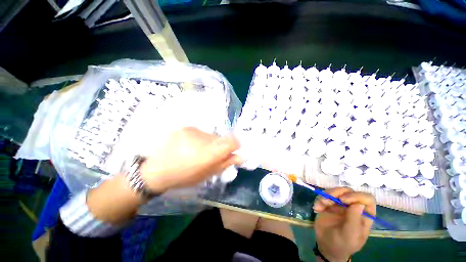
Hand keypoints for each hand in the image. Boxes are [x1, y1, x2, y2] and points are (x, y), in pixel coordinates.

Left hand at [140, 127, 241, 192]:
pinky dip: (199, 139)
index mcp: (208, 153)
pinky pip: (200, 132)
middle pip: (221, 138)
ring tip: (196, 151)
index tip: (232, 150)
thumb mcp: (207, 174)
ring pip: (210, 135)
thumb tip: (240, 156)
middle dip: (219, 146)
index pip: (231, 141)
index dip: (235, 144)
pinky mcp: (186, 127)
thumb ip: (225, 163)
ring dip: (209, 143)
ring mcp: (193, 131)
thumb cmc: (184, 177)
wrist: (156, 170)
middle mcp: (203, 138)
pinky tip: (188, 146)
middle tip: (209, 155)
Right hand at [313, 187, 375, 261]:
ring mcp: (340, 205)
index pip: (366, 198)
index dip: (356, 195)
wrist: (326, 246)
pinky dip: (319, 200)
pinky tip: (316, 209)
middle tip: (326, 201)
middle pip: (348, 191)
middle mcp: (353, 207)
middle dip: (336, 193)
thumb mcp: (350, 235)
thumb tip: (359, 203)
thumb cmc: (343, 244)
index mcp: (364, 215)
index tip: (343, 200)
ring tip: (319, 206)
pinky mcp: (329, 204)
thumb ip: (354, 220)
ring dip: (325, 196)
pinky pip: (324, 195)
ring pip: (335, 191)